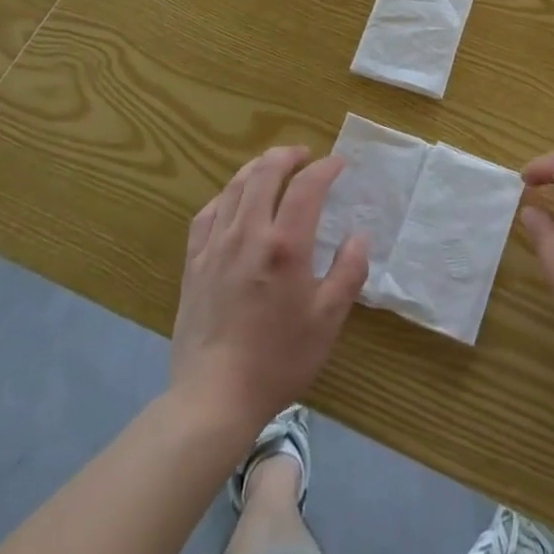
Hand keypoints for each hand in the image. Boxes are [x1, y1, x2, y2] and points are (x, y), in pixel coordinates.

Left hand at [170, 146, 368, 432]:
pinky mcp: (194, 263)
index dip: (325, 167)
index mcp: (286, 245)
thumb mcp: (329, 319)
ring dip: (257, 168)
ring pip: (234, 187)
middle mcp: (249, 234)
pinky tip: (232, 200)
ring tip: (272, 166)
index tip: (339, 164)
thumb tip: (359, 236)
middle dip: (288, 156)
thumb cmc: (279, 359)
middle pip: (265, 174)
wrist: (214, 397)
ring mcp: (216, 246)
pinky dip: (224, 196)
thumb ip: (349, 271)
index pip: (307, 186)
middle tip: (305, 156)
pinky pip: (207, 214)